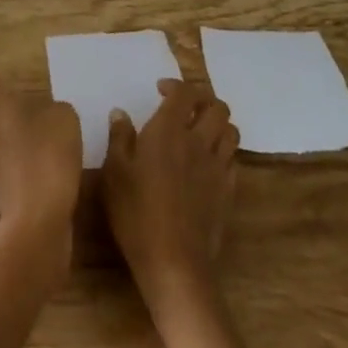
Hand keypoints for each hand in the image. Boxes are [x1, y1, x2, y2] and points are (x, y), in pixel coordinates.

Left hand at [0, 75, 81, 261]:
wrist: (39, 219)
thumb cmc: (47, 155)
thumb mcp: (64, 118)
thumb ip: (56, 108)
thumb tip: (51, 114)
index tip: (18, 80)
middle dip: (12, 106)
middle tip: (40, 103)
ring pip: (3, 134)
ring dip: (23, 132)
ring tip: (53, 131)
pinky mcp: (5, 184)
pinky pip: (16, 158)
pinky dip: (31, 156)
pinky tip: (56, 160)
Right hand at [102, 78, 238, 309]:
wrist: (174, 262)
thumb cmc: (136, 213)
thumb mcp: (114, 173)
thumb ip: (119, 138)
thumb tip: (120, 113)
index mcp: (168, 131)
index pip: (184, 93)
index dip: (175, 85)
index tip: (160, 90)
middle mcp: (198, 141)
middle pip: (216, 106)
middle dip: (202, 100)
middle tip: (184, 108)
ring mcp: (217, 167)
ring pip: (231, 131)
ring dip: (217, 123)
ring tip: (200, 131)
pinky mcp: (228, 191)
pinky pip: (233, 159)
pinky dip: (223, 151)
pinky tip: (208, 162)